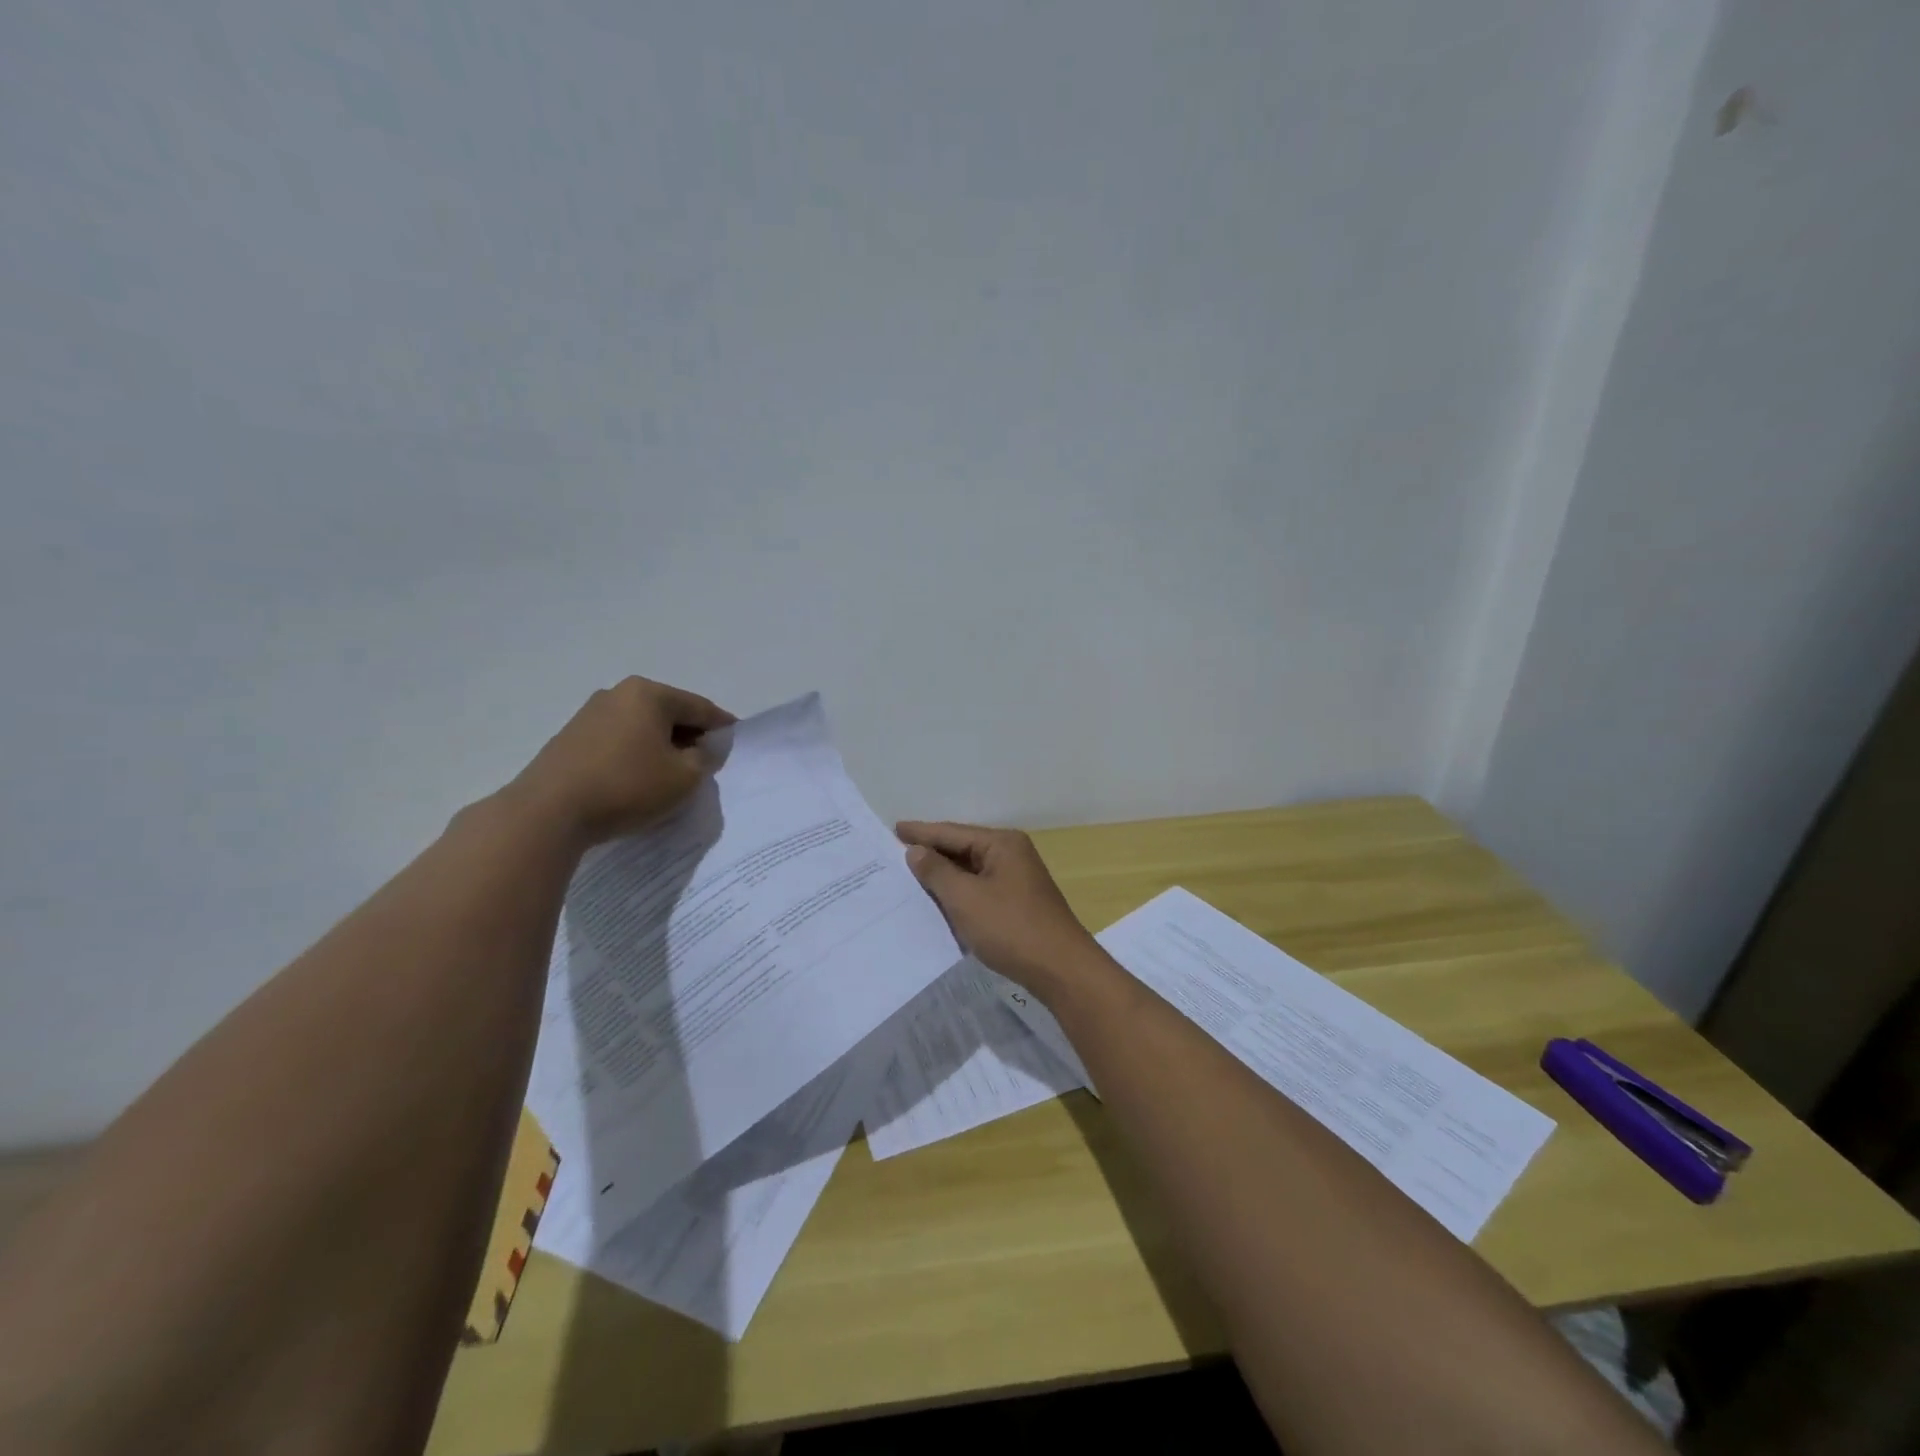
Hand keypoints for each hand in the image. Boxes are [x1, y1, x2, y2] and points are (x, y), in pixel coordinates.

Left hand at [508, 676, 734, 846]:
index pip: (700, 707)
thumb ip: (706, 758)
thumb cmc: (627, 786)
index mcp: (649, 694)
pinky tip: (638, 779)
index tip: (735, 742)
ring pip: (641, 727)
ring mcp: (589, 715)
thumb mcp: (685, 777)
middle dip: (690, 736)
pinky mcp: (570, 739)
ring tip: (672, 774)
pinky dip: (635, 755)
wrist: (548, 813)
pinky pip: (618, 741)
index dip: (722, 726)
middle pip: (669, 713)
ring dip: (661, 746)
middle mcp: (617, 694)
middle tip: (705, 762)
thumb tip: (703, 748)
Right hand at [895, 821, 1100, 999]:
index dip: (921, 832)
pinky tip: (939, 901)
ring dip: (943, 875)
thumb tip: (916, 851)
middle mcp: (1011, 854)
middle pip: (962, 848)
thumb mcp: (965, 898)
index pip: (952, 832)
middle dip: (930, 853)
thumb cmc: (1010, 927)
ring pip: (970, 871)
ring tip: (909, 875)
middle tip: (894, 853)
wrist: (1060, 969)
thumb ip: (937, 871)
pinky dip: (958, 893)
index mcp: (1002, 843)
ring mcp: (1017, 879)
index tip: (893, 828)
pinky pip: (979, 889)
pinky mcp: (1017, 903)